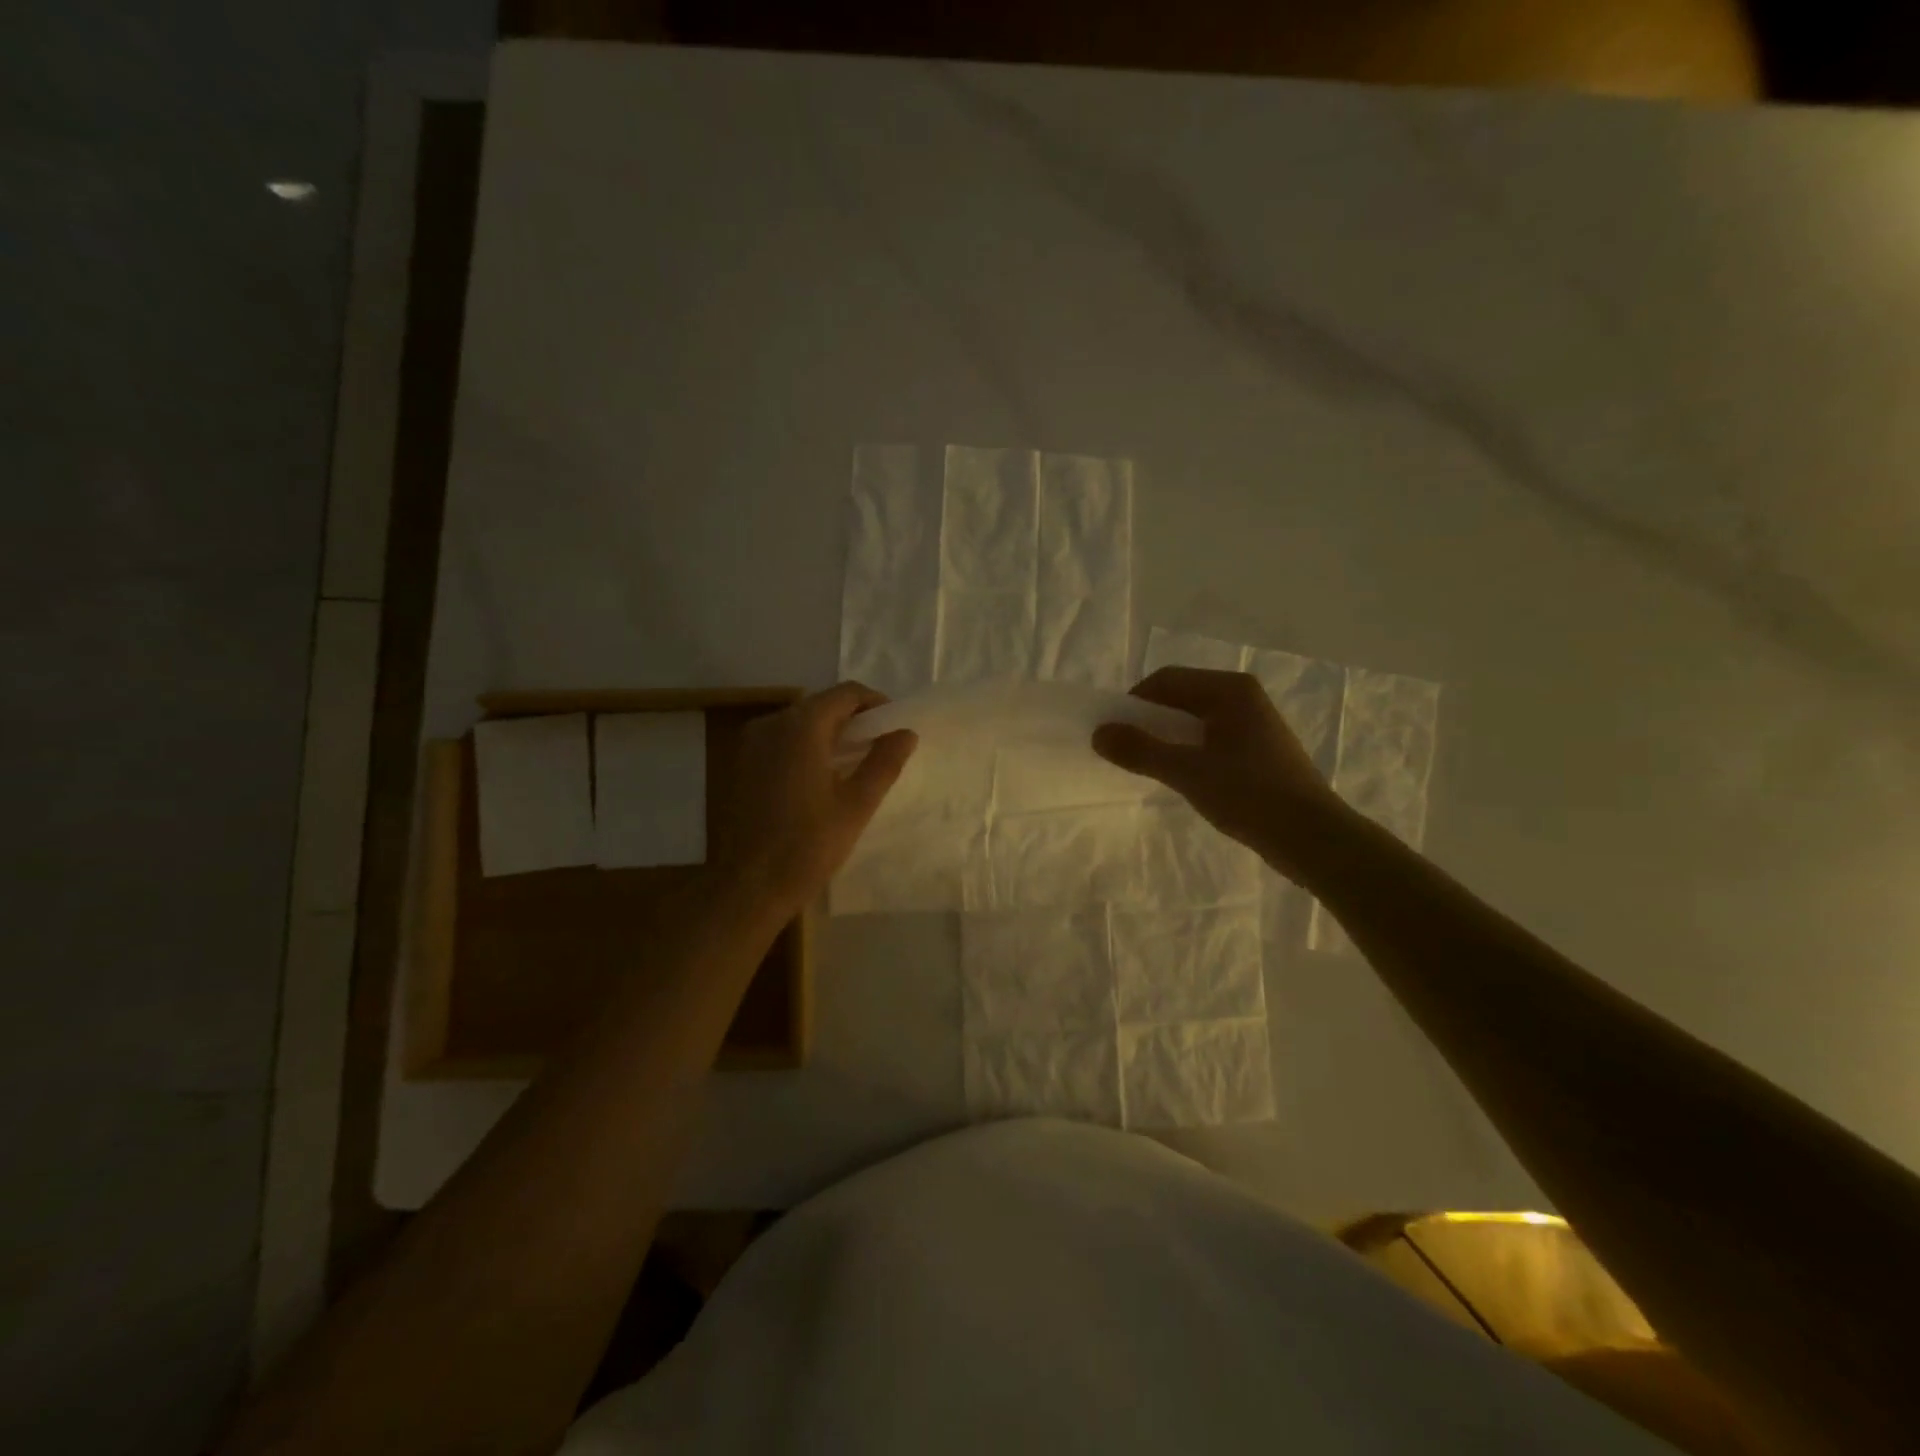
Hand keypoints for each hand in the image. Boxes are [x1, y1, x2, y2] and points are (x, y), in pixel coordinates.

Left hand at [712, 682, 916, 913]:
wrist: (748, 887)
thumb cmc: (808, 846)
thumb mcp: (857, 805)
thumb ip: (884, 762)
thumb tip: (905, 733)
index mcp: (801, 727)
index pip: (845, 693)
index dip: (875, 703)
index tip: (894, 726)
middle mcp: (771, 724)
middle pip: (820, 704)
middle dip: (853, 719)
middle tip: (879, 747)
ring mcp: (750, 744)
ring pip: (799, 722)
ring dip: (829, 733)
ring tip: (854, 763)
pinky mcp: (740, 764)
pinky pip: (780, 740)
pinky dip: (805, 747)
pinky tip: (820, 777)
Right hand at [1092, 666, 1351, 884]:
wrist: (1312, 838)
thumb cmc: (1250, 795)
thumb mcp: (1187, 772)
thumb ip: (1140, 750)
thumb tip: (1099, 733)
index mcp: (1230, 690)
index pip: (1166, 681)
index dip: (1134, 704)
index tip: (1115, 735)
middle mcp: (1243, 697)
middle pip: (1180, 698)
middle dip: (1149, 722)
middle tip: (1128, 753)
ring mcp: (1253, 724)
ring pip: (1194, 721)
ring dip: (1167, 739)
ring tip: (1152, 768)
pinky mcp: (1258, 750)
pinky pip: (1210, 739)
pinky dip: (1189, 752)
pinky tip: (1184, 779)